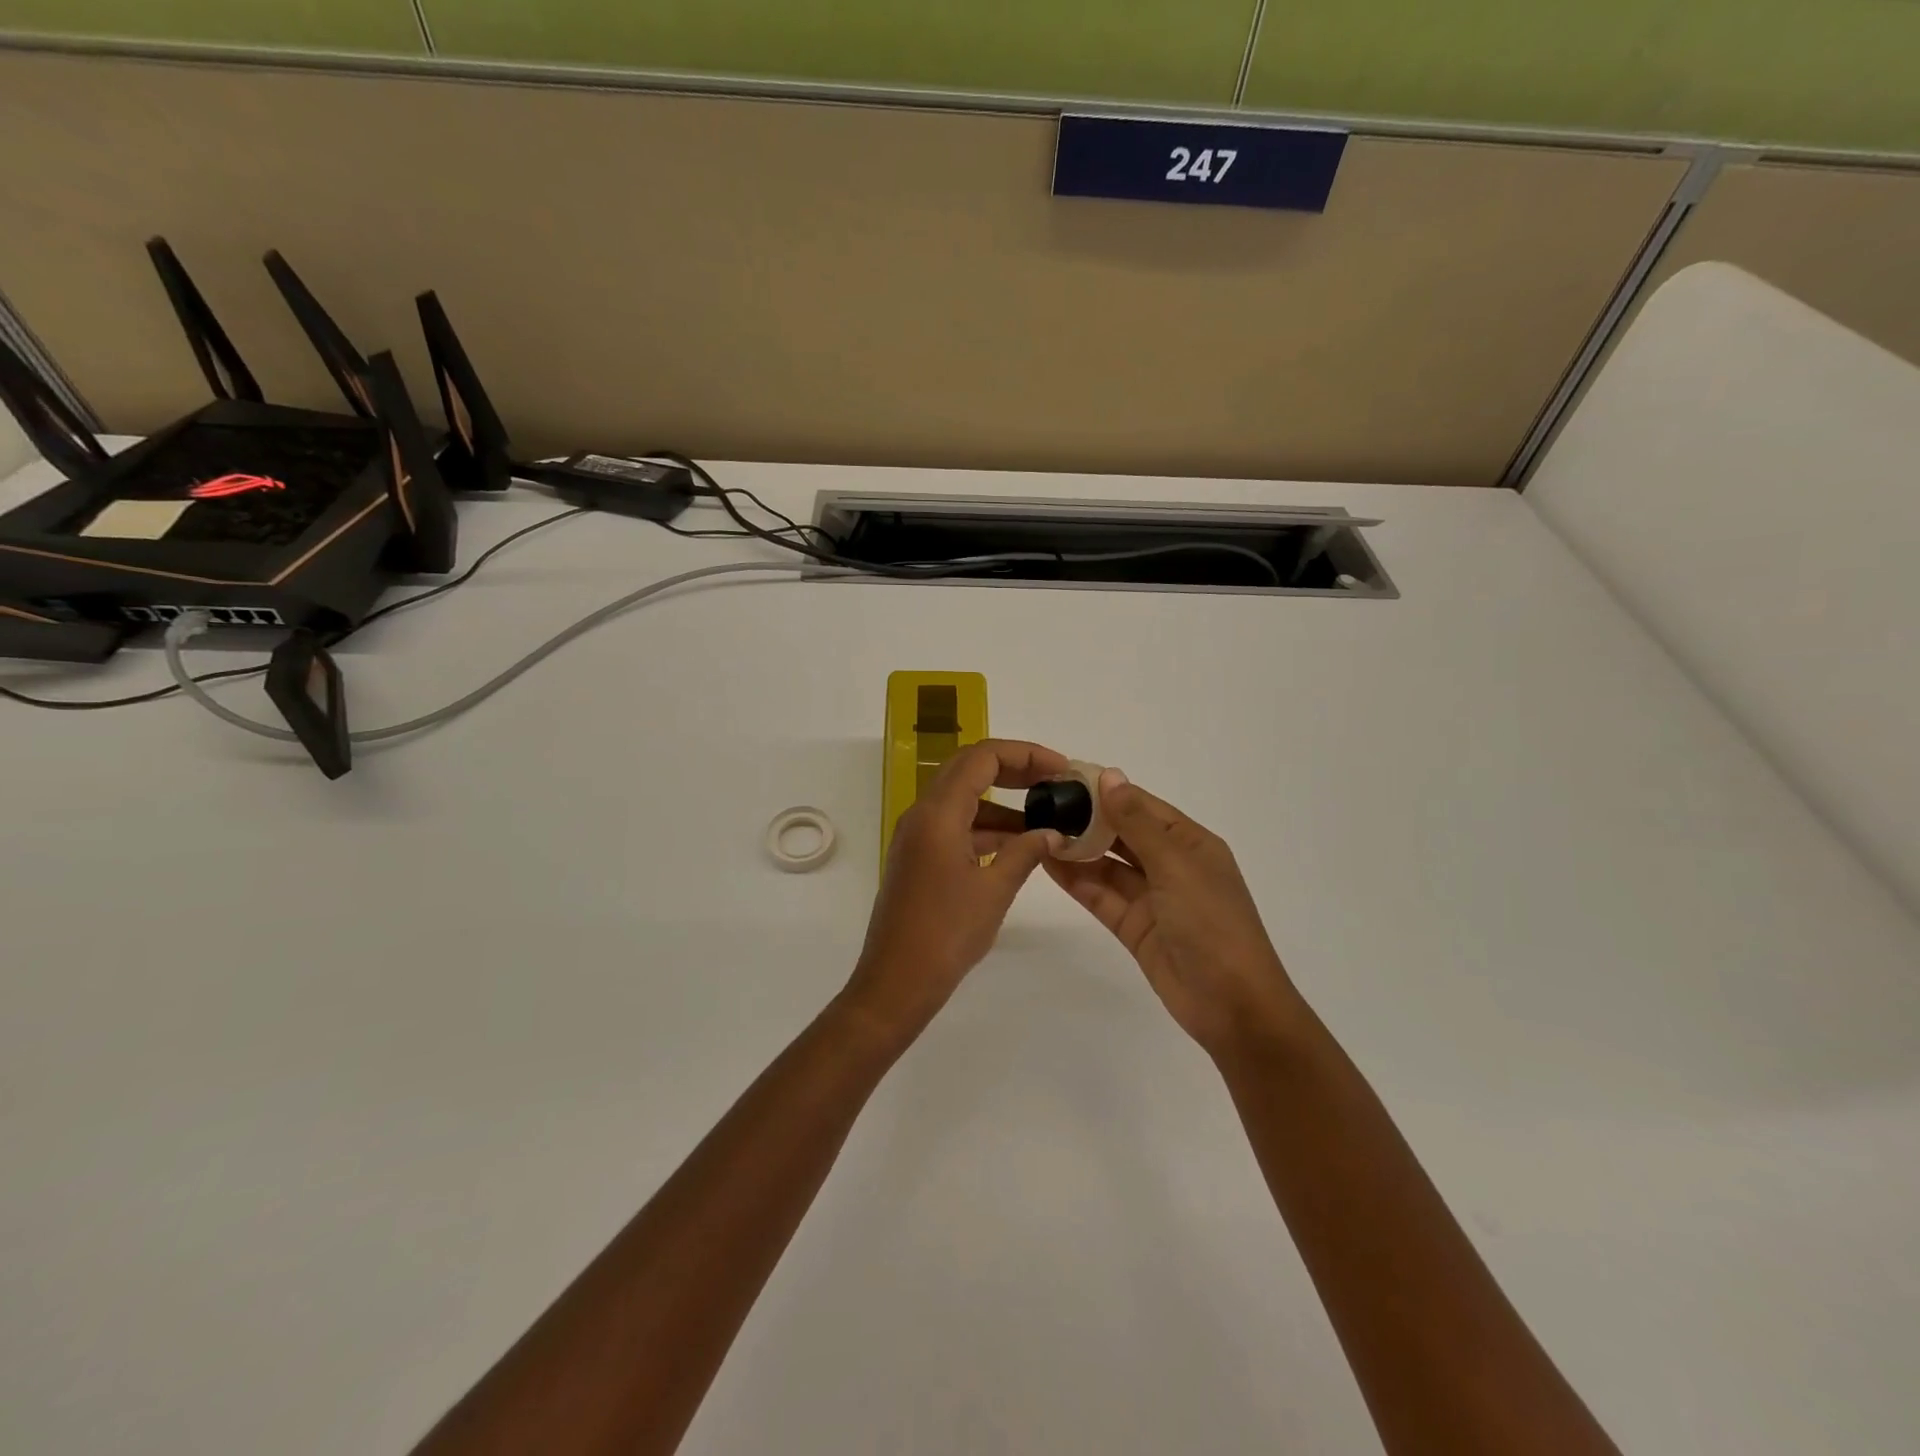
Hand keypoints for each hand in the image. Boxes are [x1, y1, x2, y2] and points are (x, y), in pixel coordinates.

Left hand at [843, 739, 1069, 1039]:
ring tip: (1045, 816)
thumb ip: (1025, 852)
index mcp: (937, 813)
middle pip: (969, 770)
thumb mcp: (994, 890)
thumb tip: (1052, 832)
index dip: (1024, 754)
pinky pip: (955, 826)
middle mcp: (922, 814)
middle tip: (1054, 780)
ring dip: (1002, 801)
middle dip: (1014, 769)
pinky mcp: (918, 857)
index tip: (1060, 767)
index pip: (982, 758)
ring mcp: (917, 836)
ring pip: (963, 799)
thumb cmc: (946, 934)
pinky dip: (986, 827)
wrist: (896, 981)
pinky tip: (1017, 845)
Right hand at [1045, 772, 1305, 1060]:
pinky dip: (1077, 880)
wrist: (1232, 1005)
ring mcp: (1151, 898)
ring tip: (1036, 830)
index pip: (1143, 806)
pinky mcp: (1133, 926)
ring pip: (1108, 865)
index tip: (1066, 778)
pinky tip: (1048, 862)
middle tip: (1042, 804)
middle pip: (1123, 834)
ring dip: (1077, 849)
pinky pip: (1101, 895)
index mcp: (1190, 843)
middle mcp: (1170, 865)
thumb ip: (1137, 823)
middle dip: (1087, 819)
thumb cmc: (1212, 924)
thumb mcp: (1176, 866)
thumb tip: (1110, 777)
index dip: (1107, 791)